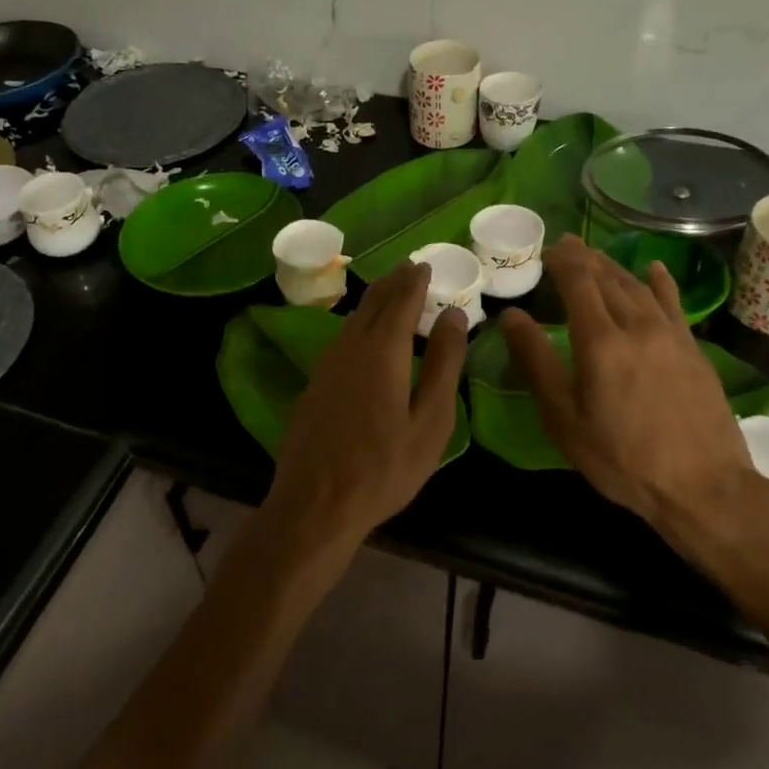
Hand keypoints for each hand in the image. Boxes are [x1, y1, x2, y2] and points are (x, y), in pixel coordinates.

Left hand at [263, 262, 468, 560]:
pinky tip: (365, 335)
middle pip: (373, 303)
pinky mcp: (314, 384)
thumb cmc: (385, 468)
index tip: (426, 265)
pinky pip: (341, 339)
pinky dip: (360, 324)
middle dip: (393, 282)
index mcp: (382, 351)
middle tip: (410, 268)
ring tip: (391, 292)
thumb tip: (454, 316)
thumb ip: (444, 365)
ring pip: (353, 319)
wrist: (316, 504)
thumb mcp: (430, 422)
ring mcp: (326, 365)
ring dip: (375, 301)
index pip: (401, 300)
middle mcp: (350, 347)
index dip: (415, 281)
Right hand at [499, 236, 768, 569]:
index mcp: (600, 341)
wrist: (703, 485)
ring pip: (637, 286)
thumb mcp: (564, 418)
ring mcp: (670, 335)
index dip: (561, 259)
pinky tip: (654, 270)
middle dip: (584, 257)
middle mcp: (636, 325)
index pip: (578, 281)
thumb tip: (511, 317)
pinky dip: (659, 283)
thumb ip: (536, 362)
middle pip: (608, 277)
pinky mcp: (693, 349)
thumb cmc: (621, 457)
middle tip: (565, 245)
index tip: (545, 249)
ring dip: (613, 267)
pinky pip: (672, 303)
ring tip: (596, 257)